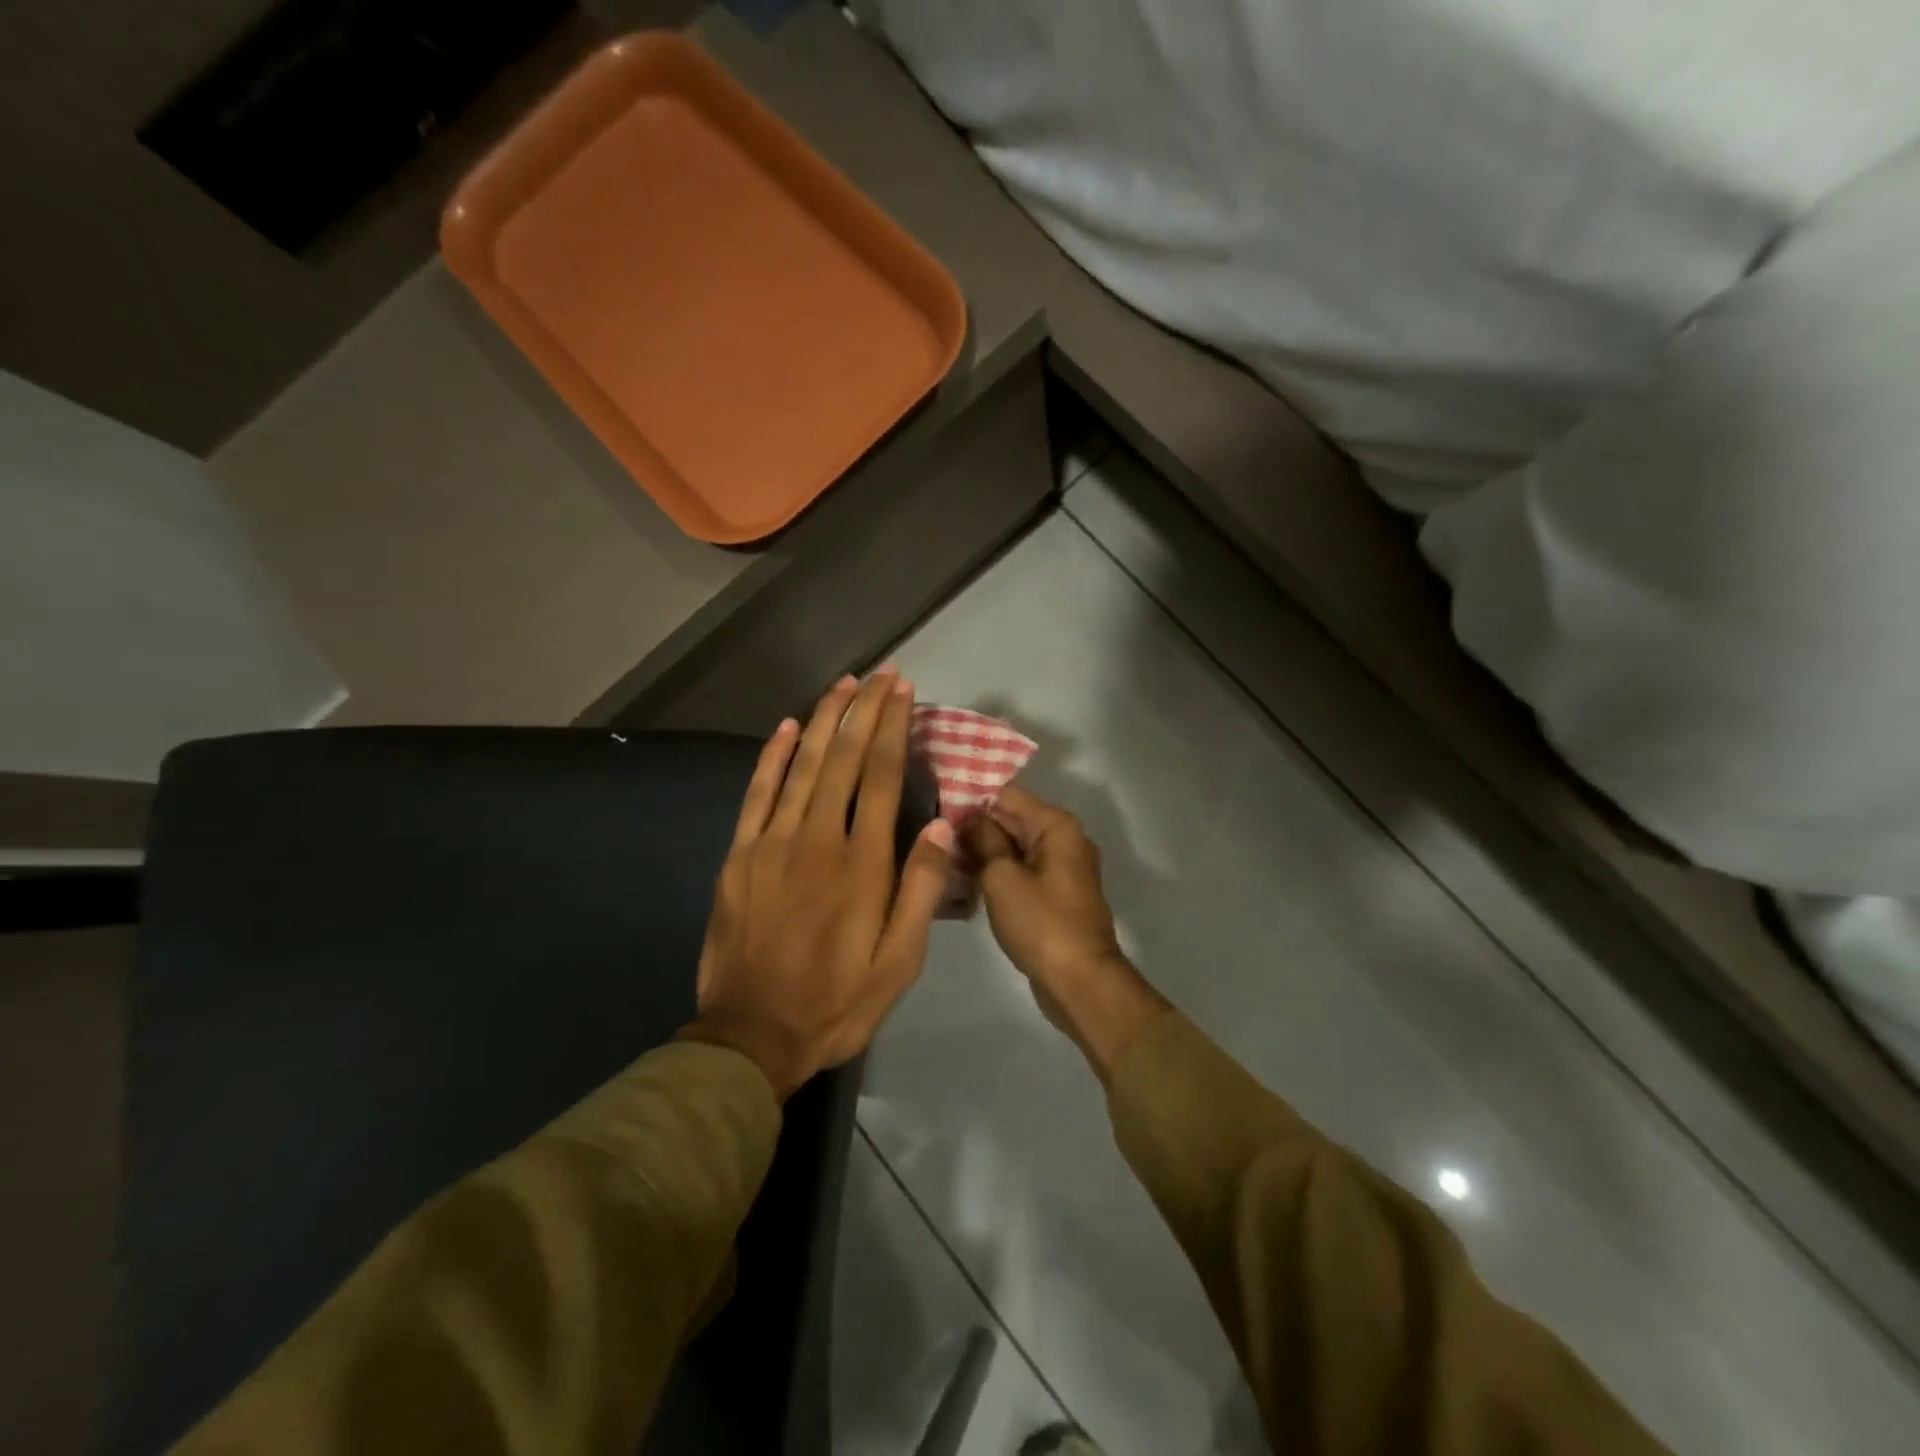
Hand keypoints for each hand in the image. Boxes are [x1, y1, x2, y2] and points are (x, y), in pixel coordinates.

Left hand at [681, 671, 953, 1096]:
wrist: (752, 1037)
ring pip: (803, 766)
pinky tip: (788, 727)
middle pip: (844, 759)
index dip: (893, 728)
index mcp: (862, 864)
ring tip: (844, 684)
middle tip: (880, 674)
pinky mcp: (740, 856)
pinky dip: (773, 757)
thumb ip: (920, 890)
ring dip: (825, 720)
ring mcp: (772, 844)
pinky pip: (758, 794)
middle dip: (864, 711)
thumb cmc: (837, 1002)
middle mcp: (818, 840)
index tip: (903, 692)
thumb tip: (939, 824)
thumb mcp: (899, 962)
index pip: (882, 777)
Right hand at [964, 785, 1169, 1081]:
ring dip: (984, 850)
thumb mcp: (1002, 878)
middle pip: (1012, 818)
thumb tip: (970, 819)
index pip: (1007, 794)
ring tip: (942, 855)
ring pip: (1016, 846)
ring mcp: (1063, 867)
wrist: (1081, 981)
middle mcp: (1065, 838)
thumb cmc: (1041, 923)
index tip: (936, 806)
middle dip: (975, 825)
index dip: (971, 798)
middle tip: (932, 833)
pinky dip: (999, 871)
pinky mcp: (1057, 893)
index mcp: (1056, 825)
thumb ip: (983, 840)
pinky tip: (966, 879)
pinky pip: (1023, 870)